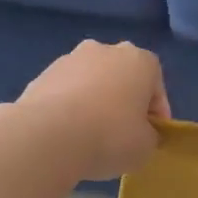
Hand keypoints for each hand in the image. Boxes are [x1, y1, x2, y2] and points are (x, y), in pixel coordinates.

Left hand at [0, 41, 170, 180]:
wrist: (48, 136)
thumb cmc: (110, 136)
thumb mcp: (146, 147)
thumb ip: (149, 135)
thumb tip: (139, 133)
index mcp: (139, 61)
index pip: (156, 86)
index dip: (156, 114)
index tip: (151, 136)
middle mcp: (105, 50)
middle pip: (121, 77)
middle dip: (123, 101)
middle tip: (122, 133)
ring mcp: (69, 59)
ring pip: (91, 82)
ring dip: (94, 102)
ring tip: (89, 136)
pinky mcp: (41, 74)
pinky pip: (65, 93)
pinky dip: (68, 109)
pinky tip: (66, 134)